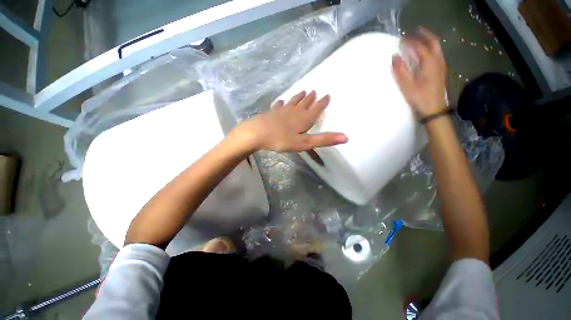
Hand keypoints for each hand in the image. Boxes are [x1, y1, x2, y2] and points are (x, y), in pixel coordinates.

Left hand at [239, 91, 347, 151]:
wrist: (257, 133)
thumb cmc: (281, 139)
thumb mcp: (304, 143)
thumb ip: (323, 140)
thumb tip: (346, 137)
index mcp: (303, 119)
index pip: (316, 109)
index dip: (322, 103)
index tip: (327, 95)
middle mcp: (294, 112)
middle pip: (305, 103)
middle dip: (311, 98)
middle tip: (315, 91)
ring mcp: (282, 111)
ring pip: (293, 102)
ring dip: (298, 97)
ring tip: (303, 91)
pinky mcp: (272, 113)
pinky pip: (279, 106)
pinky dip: (282, 103)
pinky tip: (281, 102)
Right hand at [392, 27, 447, 117]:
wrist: (434, 109)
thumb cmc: (419, 97)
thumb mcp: (406, 85)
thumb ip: (400, 70)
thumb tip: (394, 56)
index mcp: (429, 62)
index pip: (419, 46)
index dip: (409, 42)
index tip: (400, 40)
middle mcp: (437, 60)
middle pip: (433, 42)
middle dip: (424, 35)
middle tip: (415, 31)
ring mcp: (441, 66)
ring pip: (437, 48)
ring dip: (428, 41)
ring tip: (419, 40)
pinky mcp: (441, 71)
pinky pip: (437, 54)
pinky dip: (430, 49)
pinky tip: (424, 54)